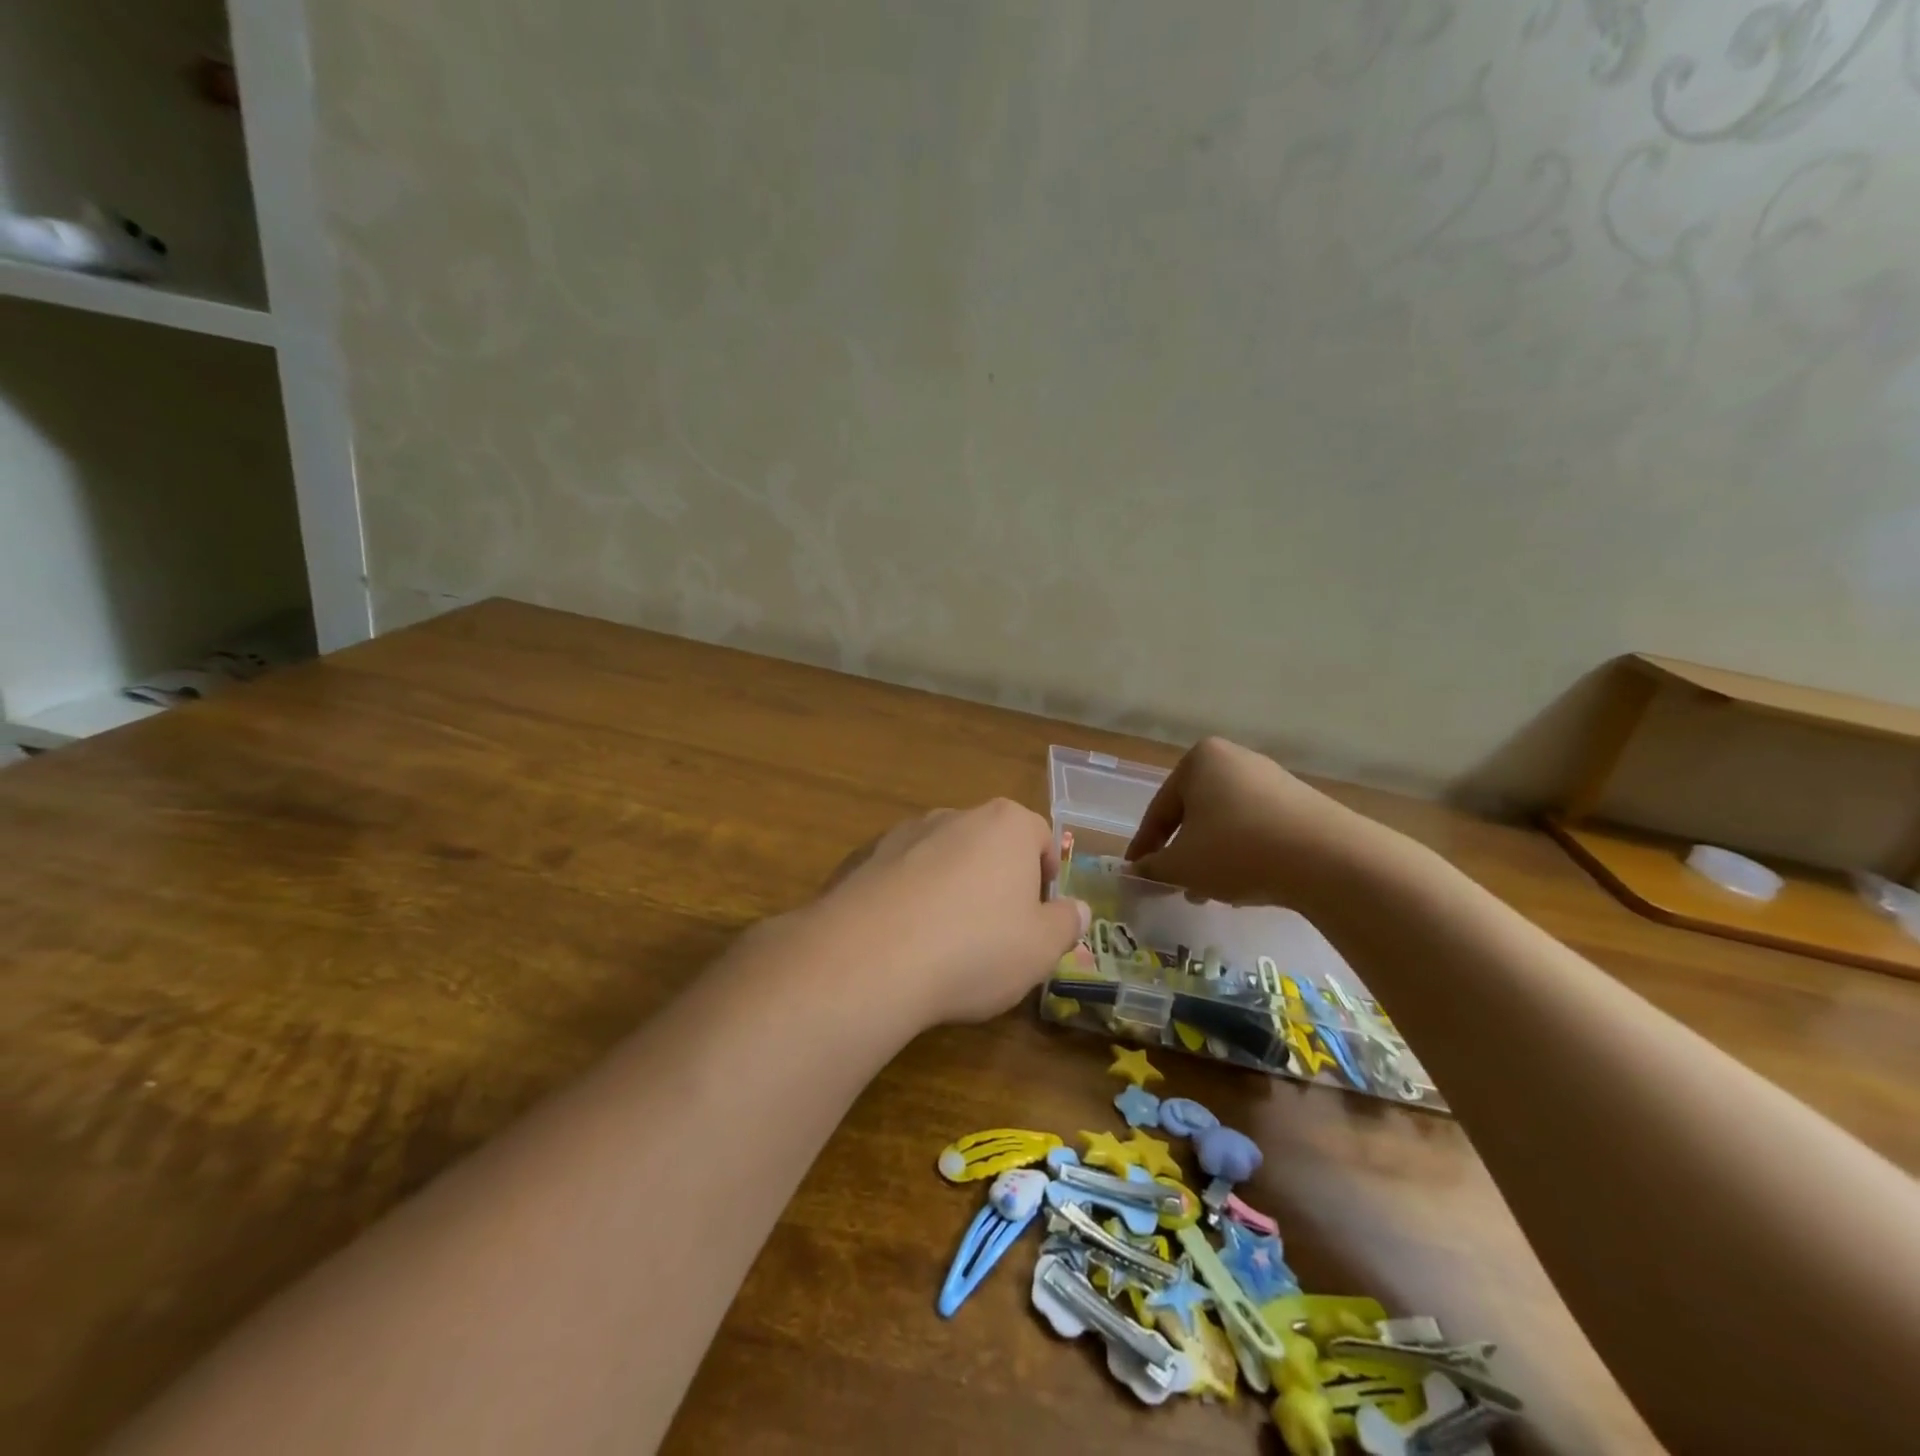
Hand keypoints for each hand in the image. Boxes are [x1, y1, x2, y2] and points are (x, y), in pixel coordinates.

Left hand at [807, 800, 1089, 1026]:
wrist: (870, 958)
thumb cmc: (975, 947)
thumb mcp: (1041, 948)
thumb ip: (1066, 924)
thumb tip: (1079, 910)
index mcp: (1005, 824)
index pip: (1040, 835)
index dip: (1046, 874)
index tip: (1039, 914)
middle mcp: (954, 816)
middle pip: (988, 843)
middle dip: (996, 880)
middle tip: (997, 932)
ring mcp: (903, 834)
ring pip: (942, 858)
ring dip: (950, 888)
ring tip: (945, 941)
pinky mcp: (863, 859)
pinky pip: (900, 876)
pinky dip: (908, 899)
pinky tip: (903, 942)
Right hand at [1126, 737, 1373, 906]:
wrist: (1329, 859)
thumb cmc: (1237, 850)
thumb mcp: (1182, 865)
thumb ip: (1151, 868)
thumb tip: (1134, 872)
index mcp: (1199, 760)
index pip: (1159, 809)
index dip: (1144, 846)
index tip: (1135, 872)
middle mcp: (1235, 759)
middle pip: (1194, 813)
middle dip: (1182, 851)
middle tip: (1173, 884)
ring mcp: (1272, 779)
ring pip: (1226, 823)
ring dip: (1211, 857)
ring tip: (1208, 893)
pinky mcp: (1302, 804)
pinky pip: (1257, 829)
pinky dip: (1243, 854)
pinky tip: (1245, 884)